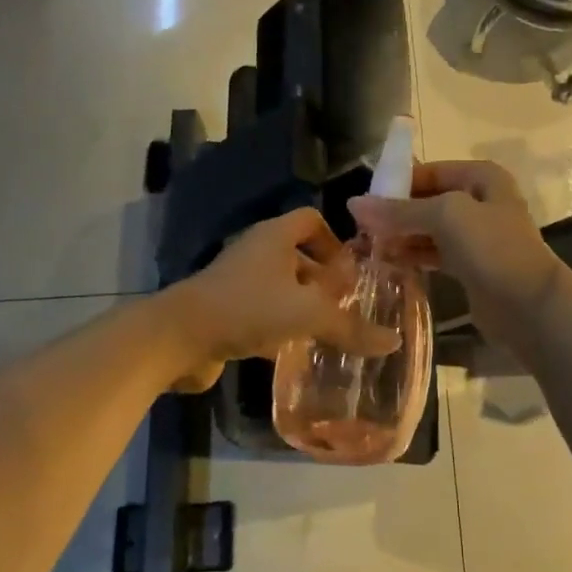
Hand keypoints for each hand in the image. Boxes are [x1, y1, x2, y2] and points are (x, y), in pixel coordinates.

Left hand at [160, 208, 397, 391]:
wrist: (179, 338)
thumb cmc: (247, 308)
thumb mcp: (307, 314)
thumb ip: (350, 327)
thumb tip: (393, 341)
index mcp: (275, 237)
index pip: (311, 220)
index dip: (335, 241)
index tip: (352, 272)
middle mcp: (256, 253)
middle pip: (299, 256)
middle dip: (324, 281)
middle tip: (348, 307)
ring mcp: (238, 283)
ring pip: (281, 288)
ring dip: (304, 306)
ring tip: (330, 332)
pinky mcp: (226, 312)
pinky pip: (264, 313)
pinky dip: (282, 328)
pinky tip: (297, 351)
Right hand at [349, 161, 565, 355]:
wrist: (529, 305)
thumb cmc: (491, 248)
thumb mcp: (444, 216)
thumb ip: (399, 211)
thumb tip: (353, 204)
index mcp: (481, 178)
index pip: (429, 171)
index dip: (397, 184)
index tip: (364, 202)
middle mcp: (480, 201)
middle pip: (428, 201)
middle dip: (395, 213)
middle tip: (360, 229)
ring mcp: (477, 236)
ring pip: (430, 230)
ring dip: (400, 237)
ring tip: (367, 247)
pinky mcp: (472, 266)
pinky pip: (435, 254)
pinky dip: (413, 256)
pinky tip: (388, 263)